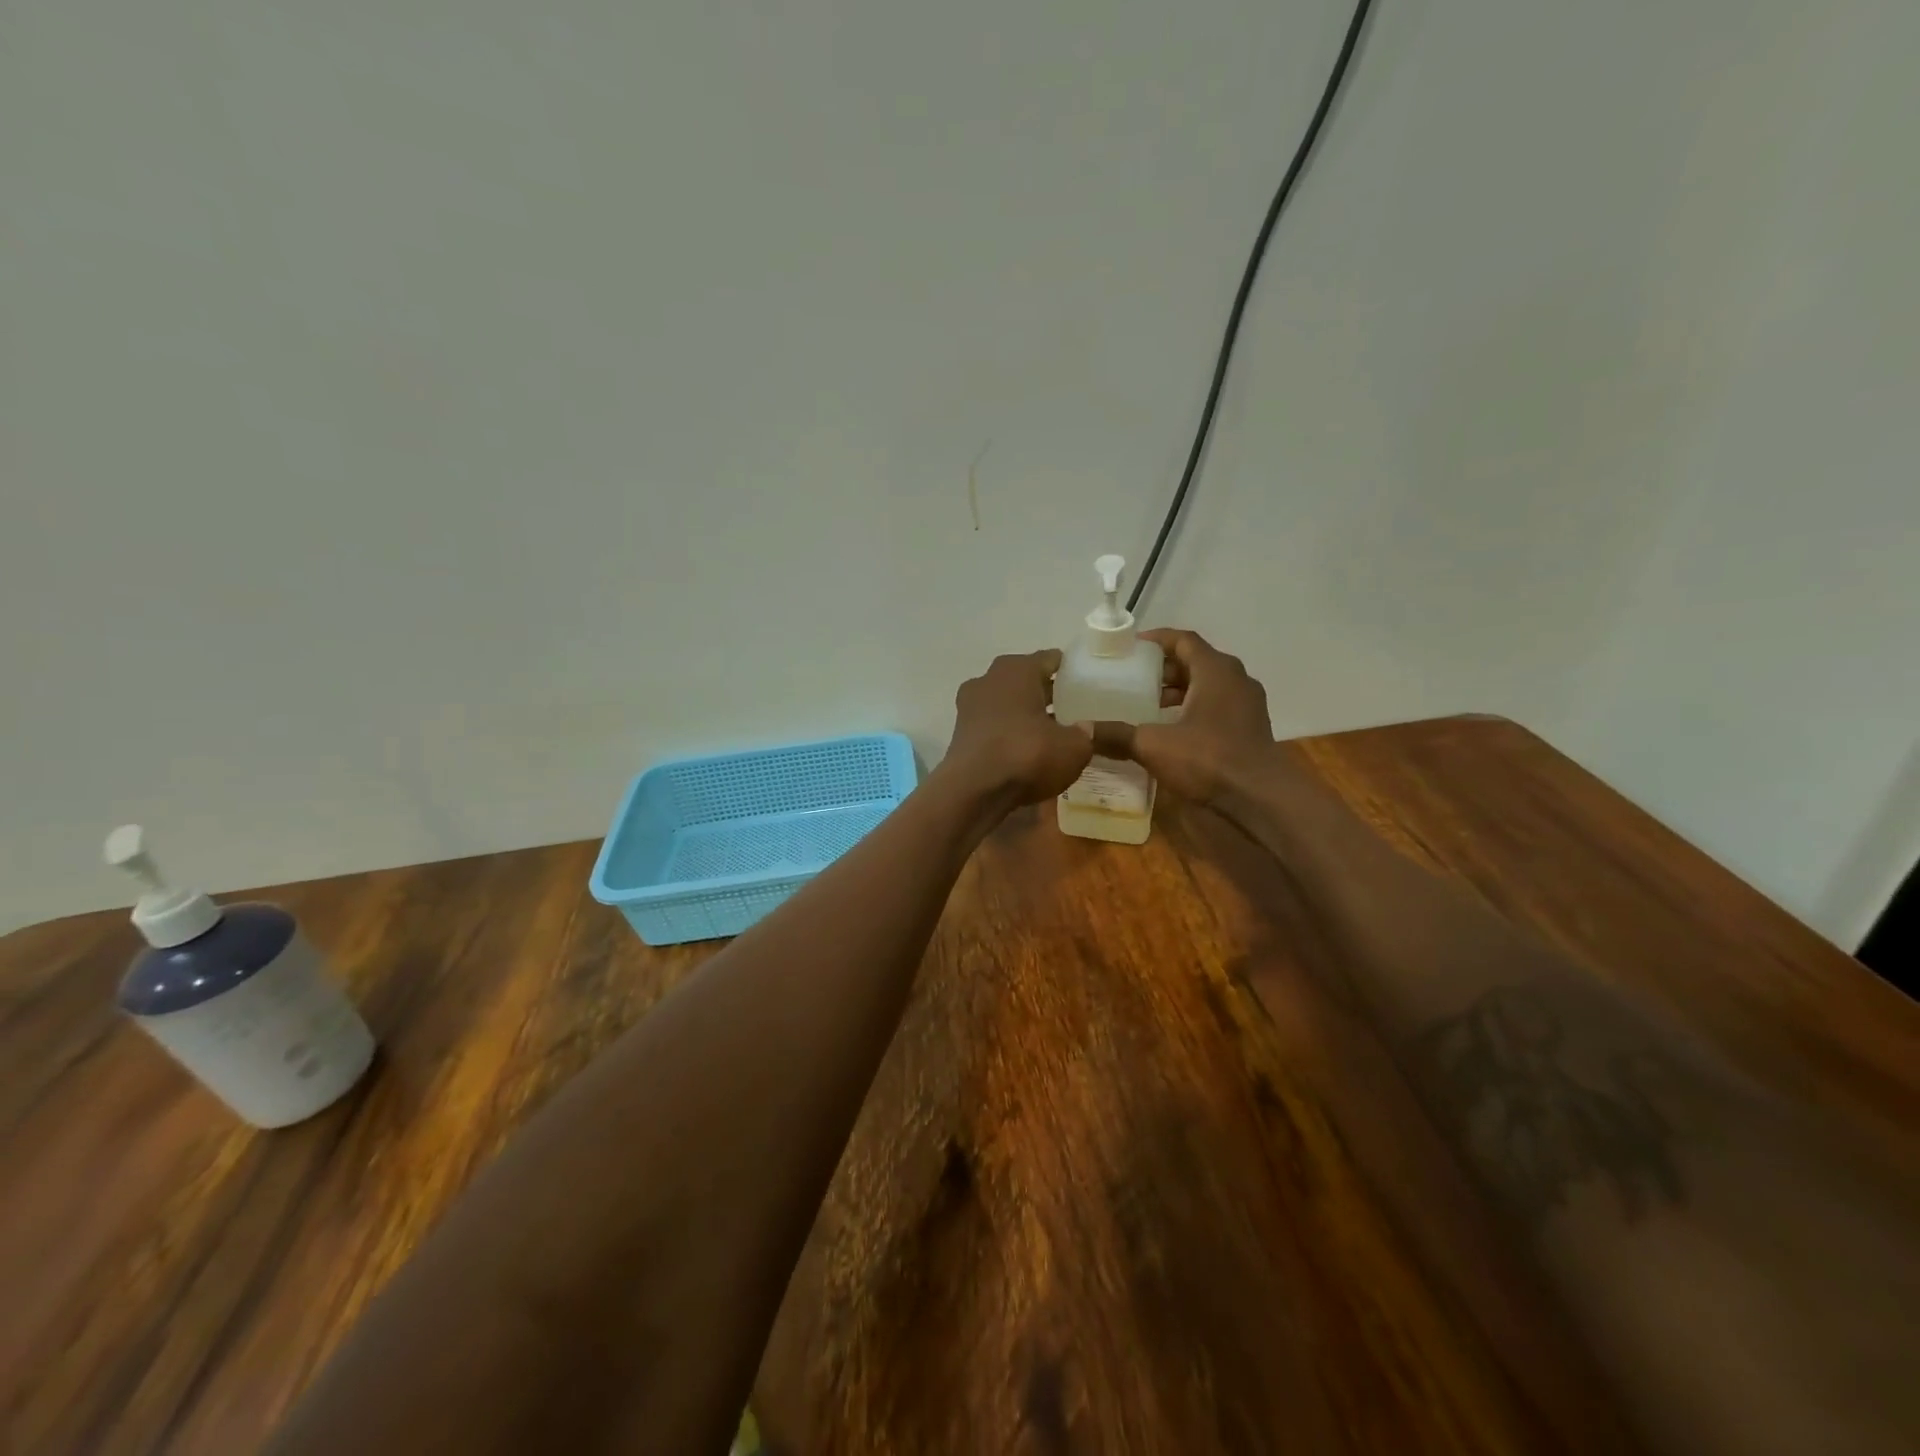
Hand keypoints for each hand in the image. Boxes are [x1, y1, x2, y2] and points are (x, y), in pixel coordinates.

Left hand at [940, 650, 1092, 808]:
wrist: (973, 791)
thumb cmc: (1026, 755)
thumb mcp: (1074, 748)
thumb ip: (1087, 734)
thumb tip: (1088, 729)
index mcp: (1016, 669)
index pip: (1050, 659)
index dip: (1071, 670)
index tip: (1087, 683)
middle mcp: (988, 679)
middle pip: (1025, 680)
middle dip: (1047, 692)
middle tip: (1073, 708)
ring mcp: (970, 706)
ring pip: (1007, 703)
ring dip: (1026, 713)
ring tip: (1052, 732)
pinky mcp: (961, 733)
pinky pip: (994, 725)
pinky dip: (1009, 732)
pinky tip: (1026, 750)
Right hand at [1101, 628, 1274, 804]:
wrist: (1260, 798)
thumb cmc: (1208, 759)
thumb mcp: (1154, 745)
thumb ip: (1117, 735)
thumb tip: (1082, 731)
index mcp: (1215, 671)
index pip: (1183, 639)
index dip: (1156, 640)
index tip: (1130, 647)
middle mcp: (1236, 679)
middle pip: (1195, 661)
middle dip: (1163, 668)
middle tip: (1132, 678)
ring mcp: (1247, 704)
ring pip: (1207, 685)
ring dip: (1178, 690)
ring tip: (1146, 704)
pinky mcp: (1250, 728)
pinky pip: (1216, 705)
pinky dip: (1192, 708)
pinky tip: (1171, 729)